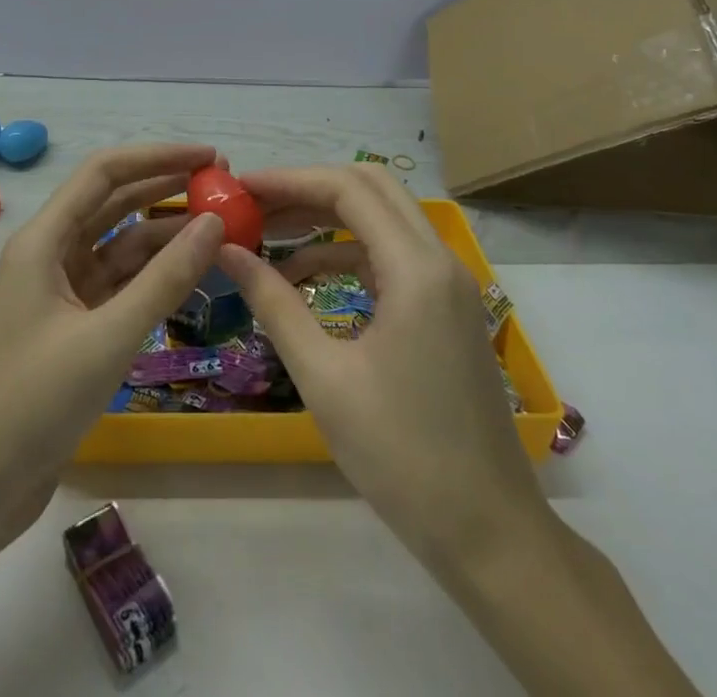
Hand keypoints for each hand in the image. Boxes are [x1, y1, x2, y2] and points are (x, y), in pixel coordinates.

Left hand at [0, 143, 226, 550]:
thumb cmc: (31, 403)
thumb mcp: (107, 338)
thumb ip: (165, 279)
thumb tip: (215, 223)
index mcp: (43, 240)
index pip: (104, 173)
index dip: (157, 157)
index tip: (209, 157)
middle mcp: (49, 255)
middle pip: (112, 204)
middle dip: (164, 189)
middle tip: (221, 188)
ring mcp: (59, 293)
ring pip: (118, 247)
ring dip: (164, 236)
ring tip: (218, 230)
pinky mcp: (70, 329)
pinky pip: (117, 287)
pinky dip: (152, 278)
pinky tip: (190, 276)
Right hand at [217, 164, 550, 581]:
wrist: (489, 535)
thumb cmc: (402, 457)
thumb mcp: (324, 377)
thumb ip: (274, 302)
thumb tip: (226, 251)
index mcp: (416, 270)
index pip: (347, 190)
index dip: (289, 181)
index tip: (239, 188)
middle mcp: (440, 260)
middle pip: (370, 188)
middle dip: (308, 188)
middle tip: (256, 204)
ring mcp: (449, 284)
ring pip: (383, 217)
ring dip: (326, 217)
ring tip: (268, 235)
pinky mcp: (446, 307)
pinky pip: (391, 254)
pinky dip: (347, 251)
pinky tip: (305, 276)